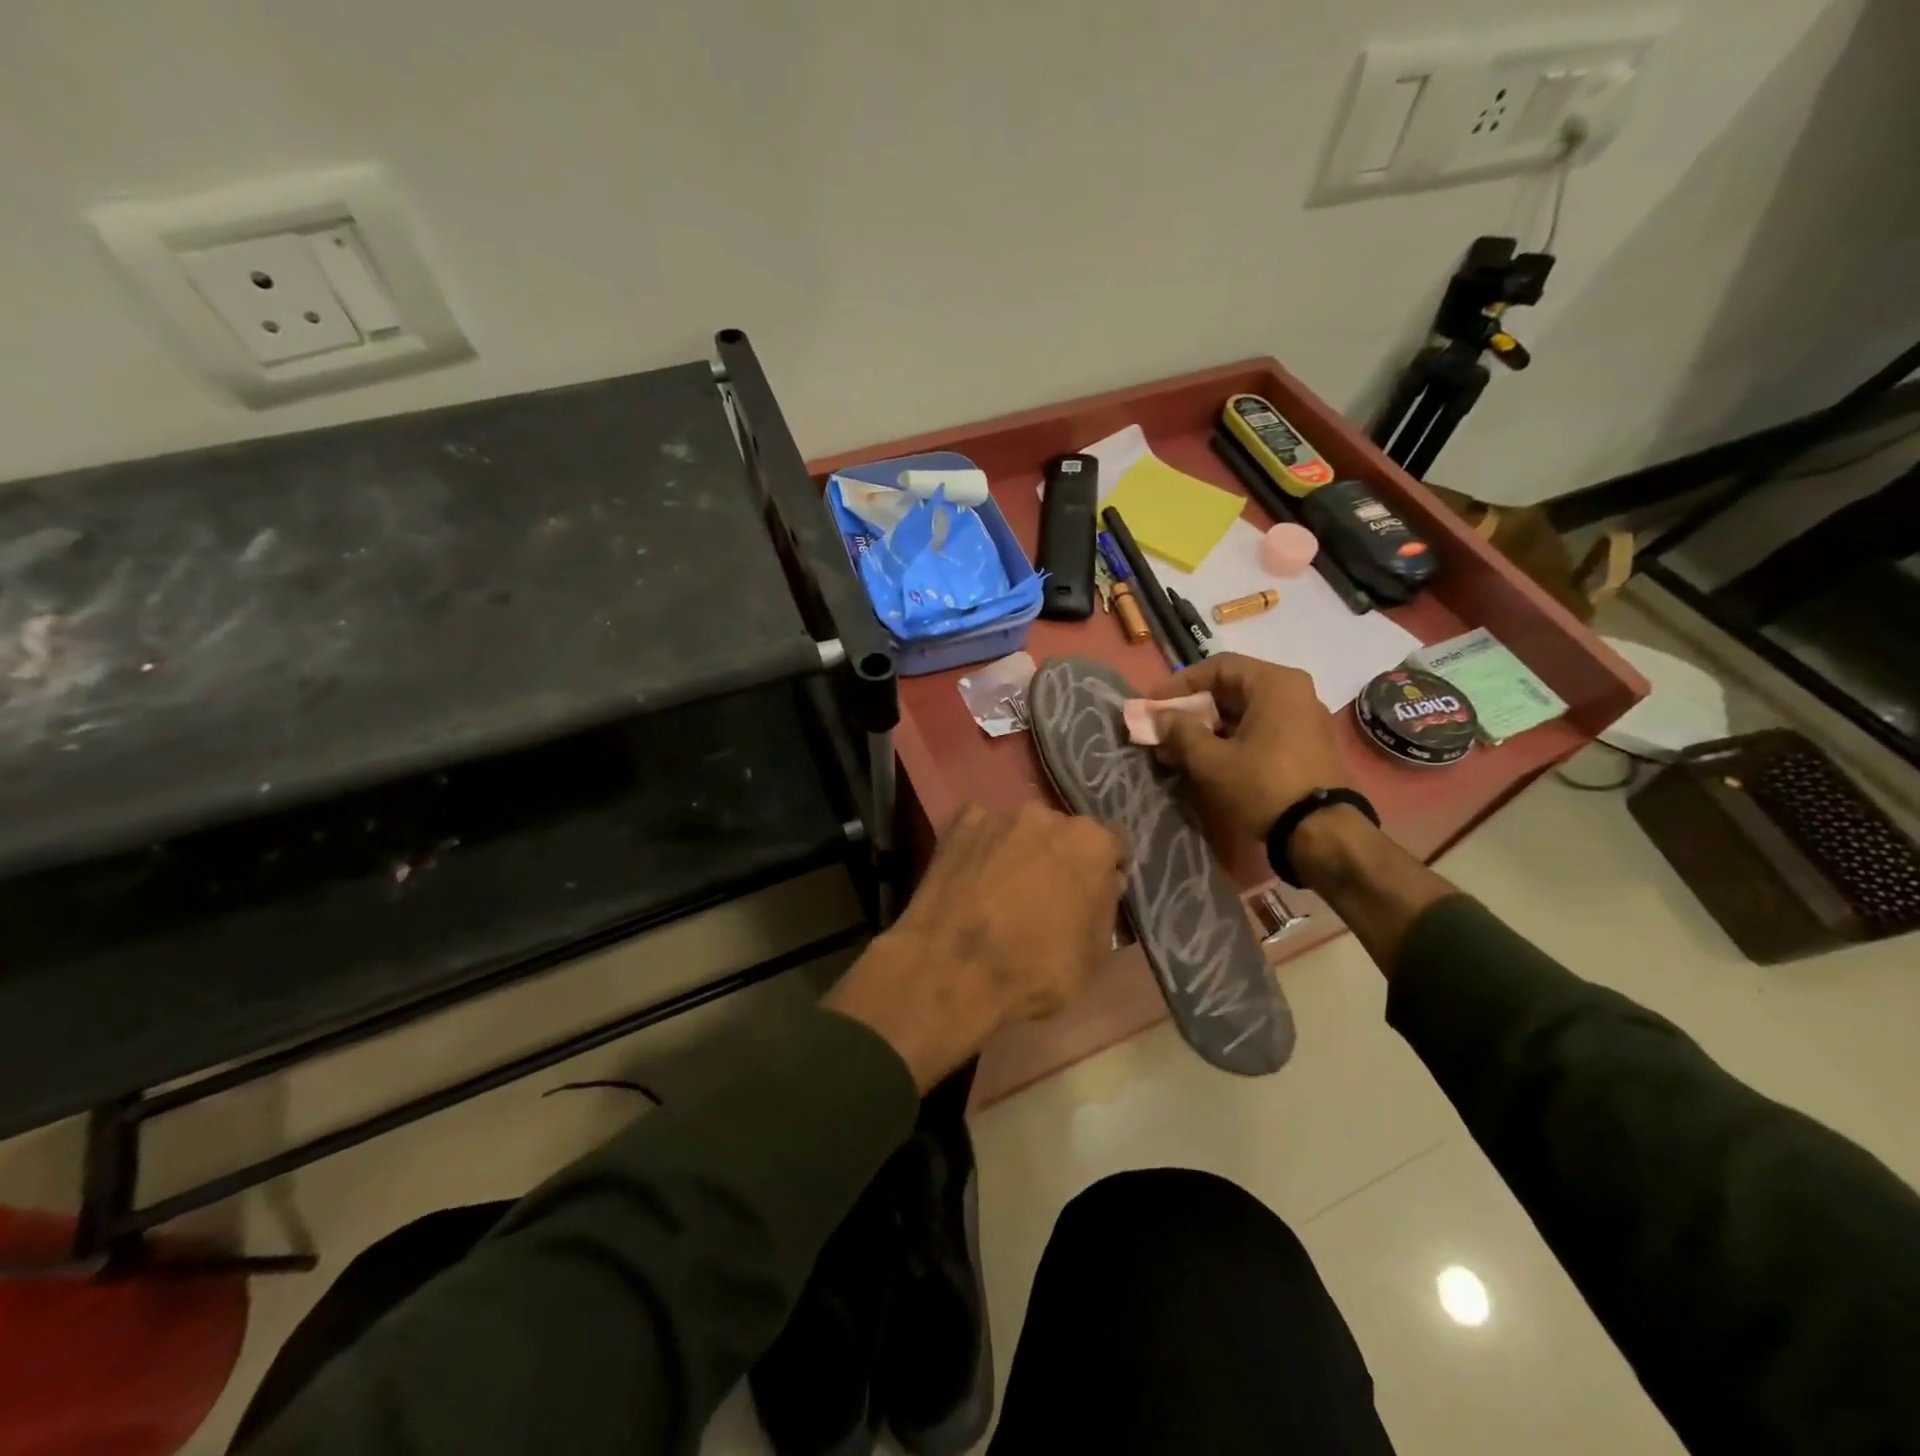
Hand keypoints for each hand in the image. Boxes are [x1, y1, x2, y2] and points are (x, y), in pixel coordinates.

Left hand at [825, 804, 1126, 1091]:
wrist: (953, 969)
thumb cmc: (1035, 968)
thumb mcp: (1094, 955)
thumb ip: (1105, 908)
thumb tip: (1106, 882)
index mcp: (1090, 843)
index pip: (1113, 844)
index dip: (1107, 868)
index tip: (1097, 891)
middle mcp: (1047, 816)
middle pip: (1064, 833)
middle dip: (1061, 857)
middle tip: (1047, 894)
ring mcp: (999, 817)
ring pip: (1021, 830)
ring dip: (1020, 851)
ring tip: (1003, 888)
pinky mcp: (958, 825)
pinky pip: (980, 830)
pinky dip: (982, 848)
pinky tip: (973, 877)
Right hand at [1146, 654, 1352, 844]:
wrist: (1323, 834)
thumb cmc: (1264, 786)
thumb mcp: (1212, 760)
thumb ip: (1181, 732)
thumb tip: (1160, 717)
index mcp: (1275, 684)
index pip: (1217, 667)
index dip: (1179, 683)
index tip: (1152, 704)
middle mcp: (1294, 693)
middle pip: (1231, 689)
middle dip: (1191, 710)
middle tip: (1161, 729)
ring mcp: (1302, 720)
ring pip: (1243, 713)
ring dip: (1206, 728)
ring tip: (1174, 750)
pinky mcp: (1304, 747)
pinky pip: (1258, 731)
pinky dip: (1229, 740)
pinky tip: (1204, 761)